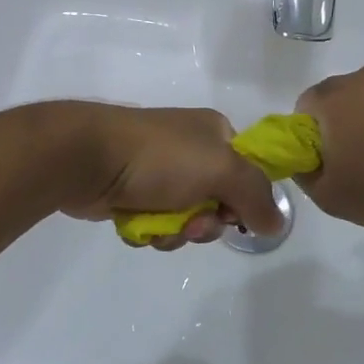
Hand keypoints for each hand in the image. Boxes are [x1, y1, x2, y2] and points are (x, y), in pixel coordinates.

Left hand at [57, 103, 284, 249]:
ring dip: (175, 231)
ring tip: (157, 225)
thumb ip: (256, 196)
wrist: (87, 157)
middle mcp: (189, 149)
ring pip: (185, 219)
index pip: (248, 171)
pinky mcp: (132, 193)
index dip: (243, 199)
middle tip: (190, 224)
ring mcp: (158, 172)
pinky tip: (135, 225)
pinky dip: (150, 230)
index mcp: (213, 132)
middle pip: (217, 202)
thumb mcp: (222, 169)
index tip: (230, 214)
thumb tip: (276, 223)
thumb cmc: (159, 157)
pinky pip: (156, 224)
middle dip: (204, 222)